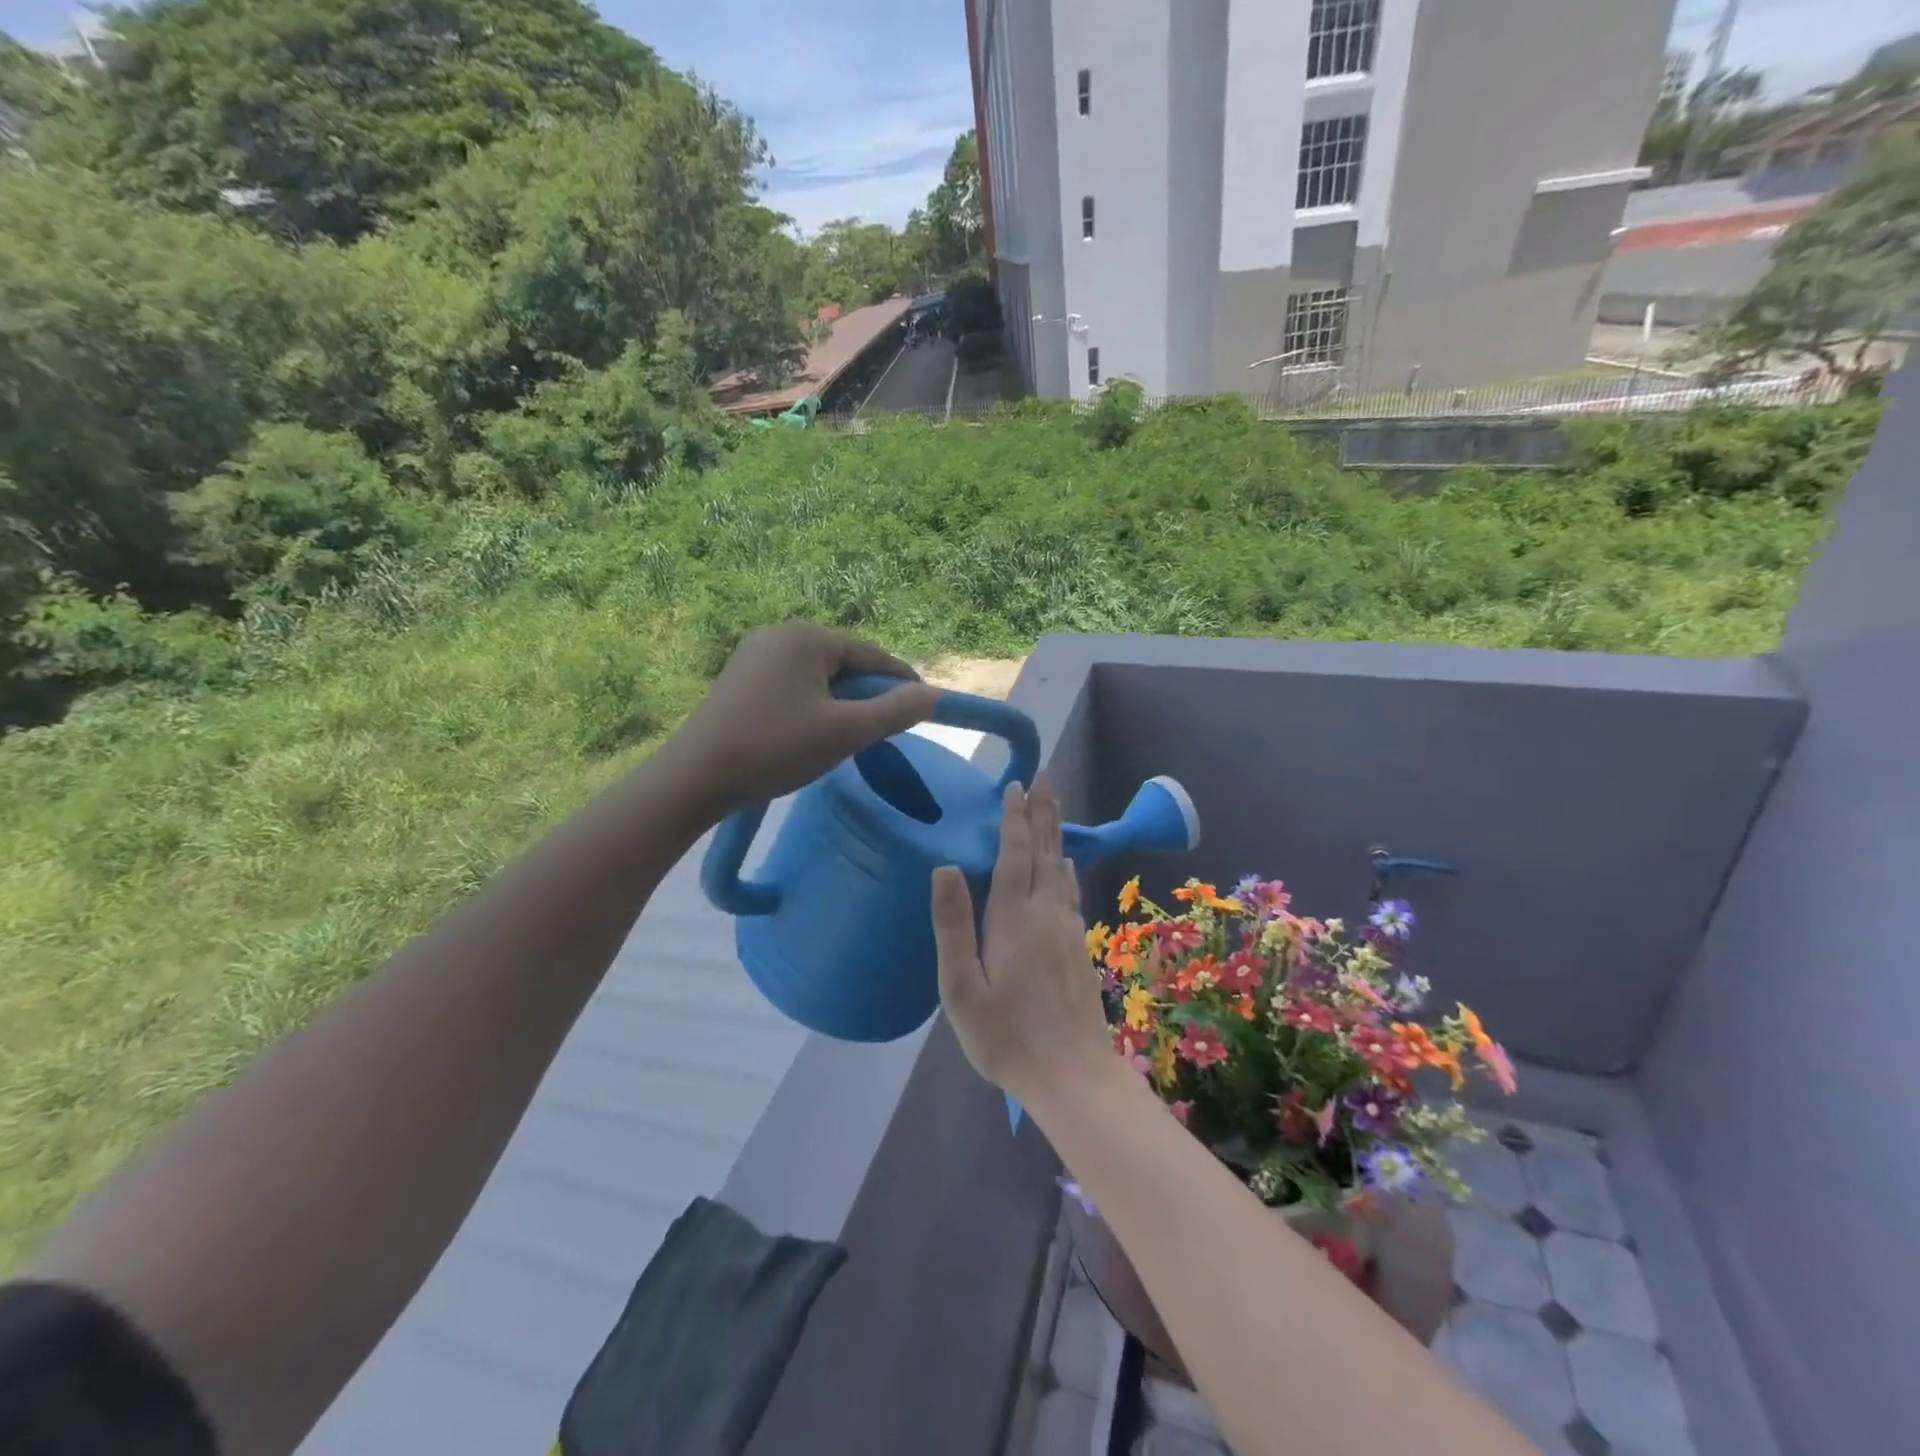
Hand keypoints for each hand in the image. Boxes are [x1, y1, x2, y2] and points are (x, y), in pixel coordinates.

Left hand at [663, 621, 938, 818]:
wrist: (694, 779)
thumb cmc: (775, 749)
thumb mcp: (845, 732)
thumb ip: (895, 711)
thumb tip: (935, 696)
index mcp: (807, 637)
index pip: (873, 655)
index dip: (902, 685)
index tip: (922, 714)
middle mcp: (780, 633)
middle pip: (845, 663)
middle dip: (867, 697)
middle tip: (879, 735)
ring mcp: (754, 654)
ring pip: (819, 677)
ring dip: (840, 704)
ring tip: (844, 740)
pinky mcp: (739, 678)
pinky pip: (793, 685)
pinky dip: (812, 706)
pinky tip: (809, 736)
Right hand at [933, 775, 1112, 1105]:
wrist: (1072, 1076)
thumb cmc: (1006, 1037)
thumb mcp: (962, 987)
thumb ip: (954, 925)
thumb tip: (945, 866)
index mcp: (1013, 919)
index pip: (1013, 855)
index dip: (1013, 818)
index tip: (1014, 785)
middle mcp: (1045, 914)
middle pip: (1044, 851)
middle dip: (1042, 811)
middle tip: (1045, 775)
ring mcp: (1068, 929)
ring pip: (1061, 867)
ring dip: (1056, 832)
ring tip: (1055, 805)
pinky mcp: (1079, 947)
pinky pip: (1071, 891)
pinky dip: (1067, 868)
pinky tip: (1067, 865)